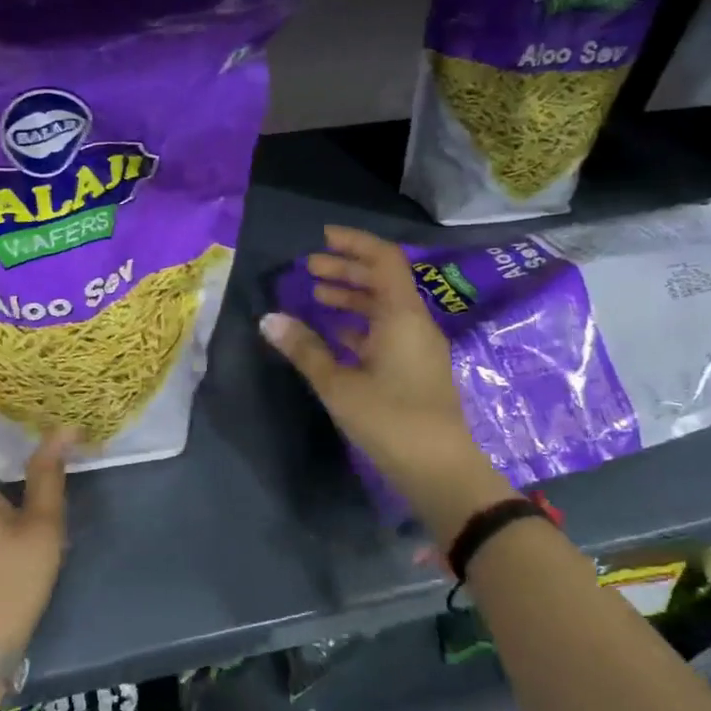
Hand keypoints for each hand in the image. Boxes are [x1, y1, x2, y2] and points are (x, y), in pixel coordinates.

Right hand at [261, 226, 516, 544]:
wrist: (442, 472)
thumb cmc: (391, 420)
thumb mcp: (339, 384)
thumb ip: (304, 349)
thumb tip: (269, 319)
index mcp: (402, 316)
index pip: (383, 260)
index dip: (354, 244)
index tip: (322, 239)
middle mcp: (414, 323)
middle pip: (383, 281)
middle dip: (346, 270)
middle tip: (310, 269)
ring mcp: (418, 347)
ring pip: (384, 308)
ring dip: (352, 298)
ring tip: (317, 297)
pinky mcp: (416, 370)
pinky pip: (387, 332)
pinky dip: (360, 325)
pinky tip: (334, 336)